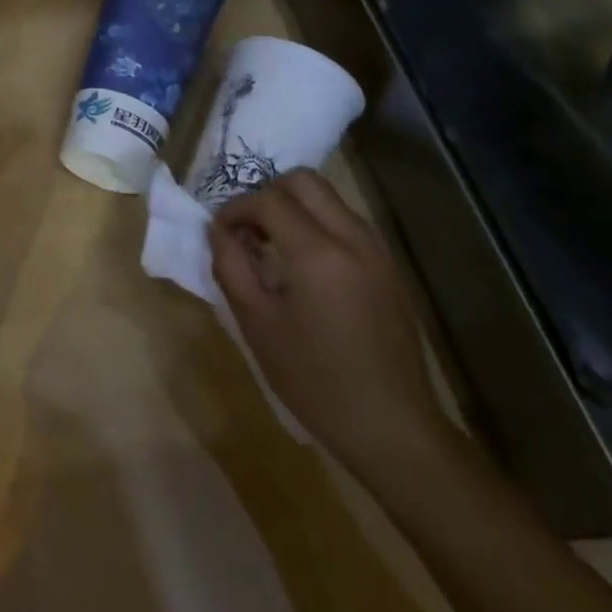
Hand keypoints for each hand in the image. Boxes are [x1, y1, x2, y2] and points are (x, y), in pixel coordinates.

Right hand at [209, 170, 451, 485]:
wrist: (393, 429)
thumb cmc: (315, 381)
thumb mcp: (256, 324)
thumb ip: (231, 266)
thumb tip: (218, 230)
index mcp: (317, 254)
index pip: (268, 200)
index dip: (236, 209)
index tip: (220, 233)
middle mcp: (352, 239)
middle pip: (303, 181)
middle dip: (267, 195)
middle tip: (249, 230)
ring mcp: (377, 252)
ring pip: (328, 199)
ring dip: (294, 208)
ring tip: (273, 248)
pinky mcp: (389, 268)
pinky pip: (346, 223)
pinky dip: (318, 225)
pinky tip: (304, 267)